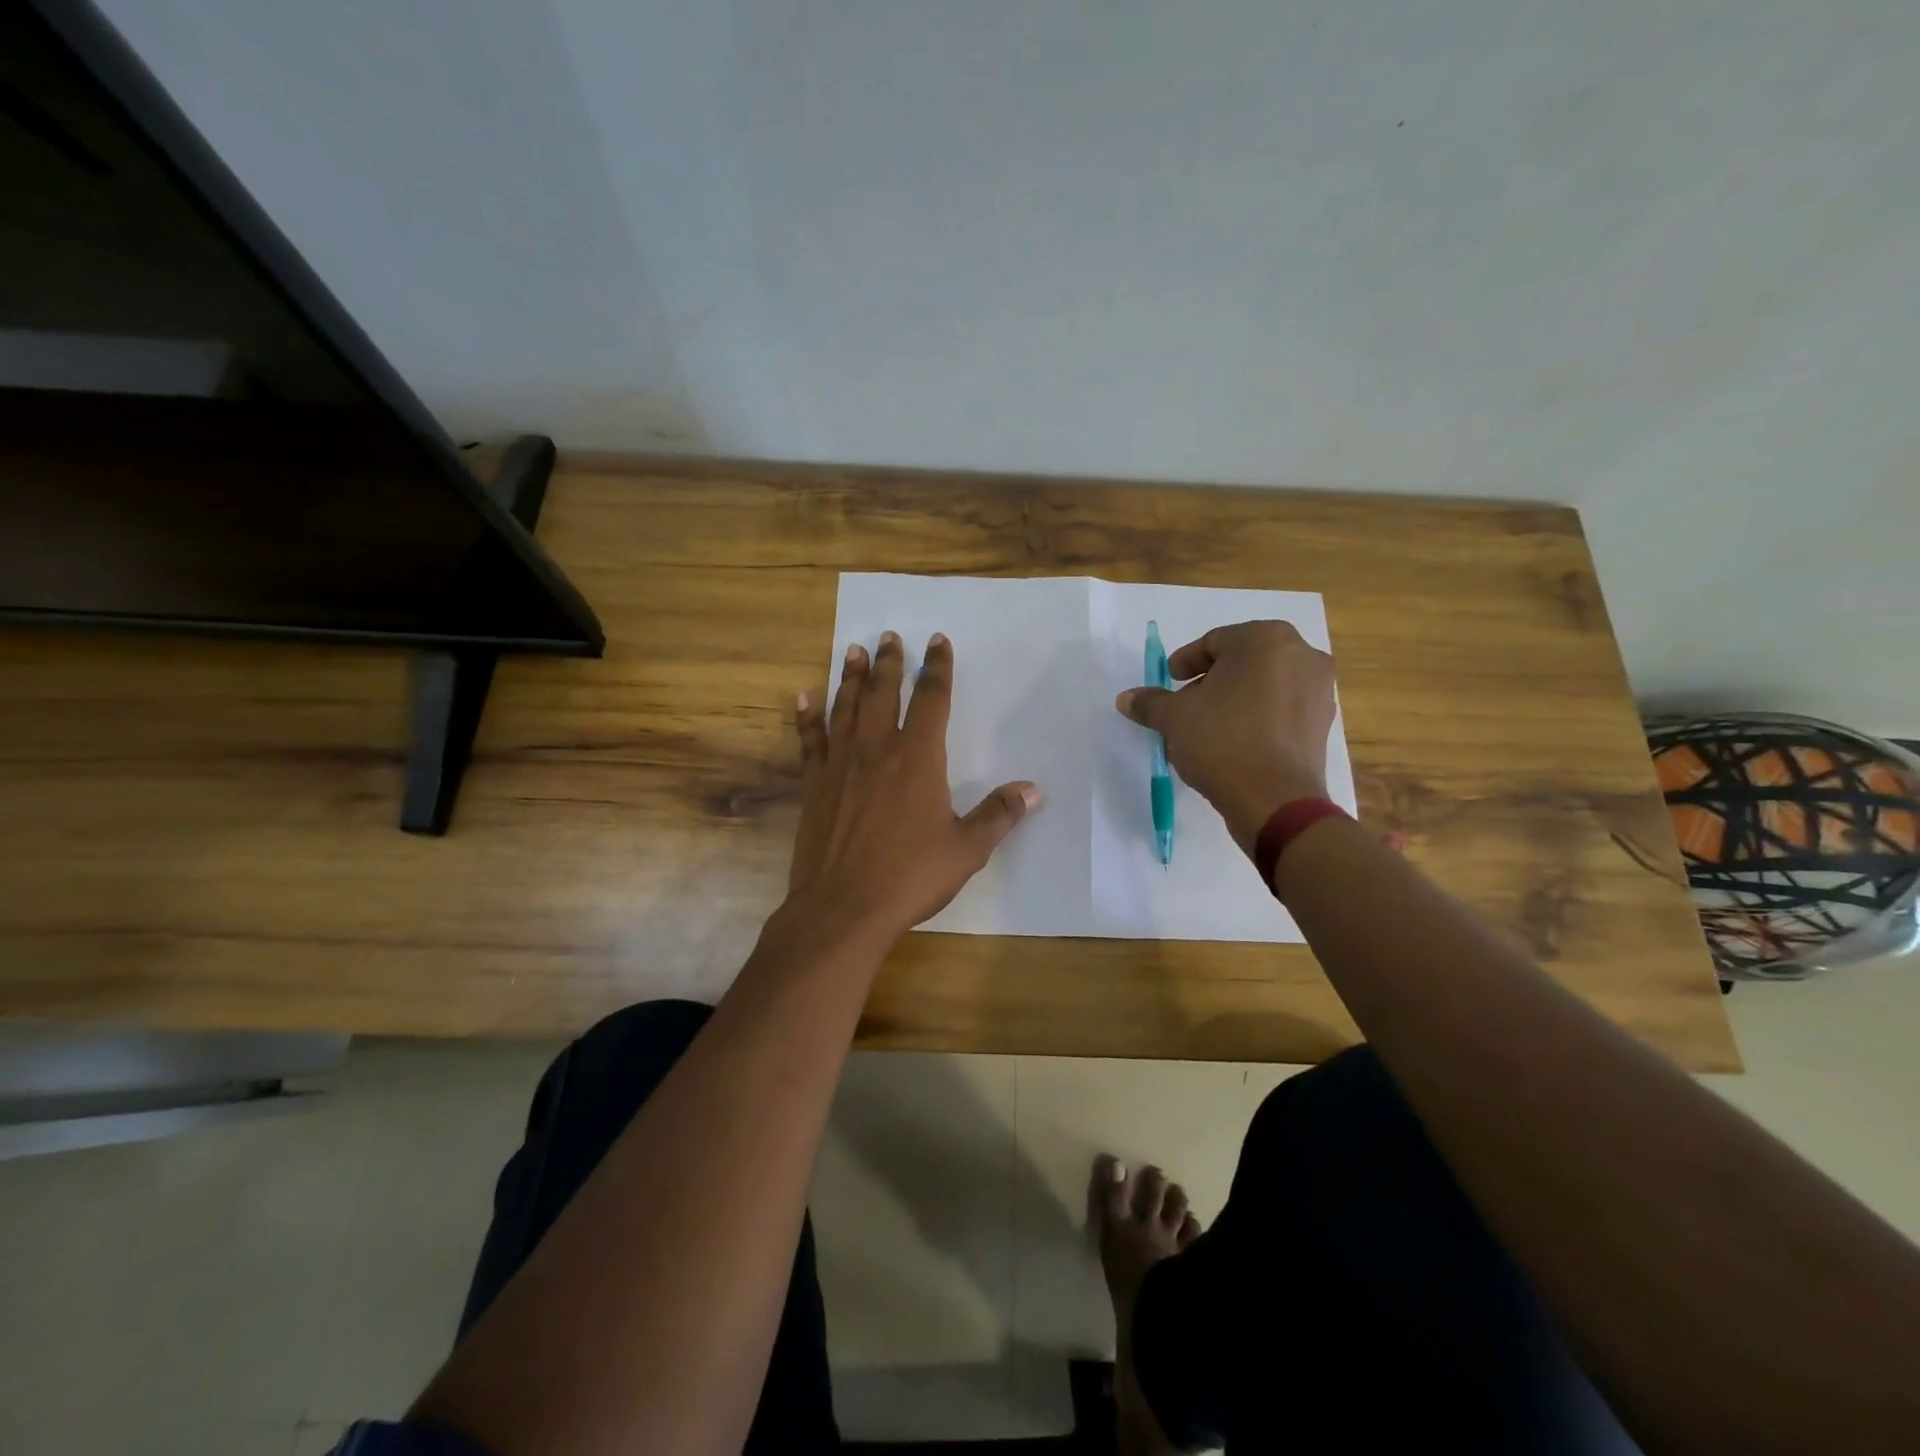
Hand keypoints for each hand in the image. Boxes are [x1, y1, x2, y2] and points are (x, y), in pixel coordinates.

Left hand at [788, 631, 1040, 936]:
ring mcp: (840, 765)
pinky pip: (810, 741)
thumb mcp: (967, 850)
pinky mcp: (814, 785)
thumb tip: (1032, 790)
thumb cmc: (910, 876)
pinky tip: (803, 698)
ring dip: (850, 677)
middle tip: (889, 636)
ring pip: (845, 707)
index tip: (937, 641)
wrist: (843, 907)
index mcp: (918, 758)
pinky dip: (806, 717)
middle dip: (889, 662)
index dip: (936, 667)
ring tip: (852, 650)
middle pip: (883, 692)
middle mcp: (877, 749)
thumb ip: (999, 815)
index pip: (931, 699)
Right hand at [1116, 620, 1334, 854]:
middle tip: (1187, 702)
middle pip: (1244, 660)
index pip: (1214, 642)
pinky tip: (1237, 741)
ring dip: (1237, 697)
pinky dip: (1260, 716)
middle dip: (1213, 679)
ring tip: (1210, 725)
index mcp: (1265, 639)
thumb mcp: (1174, 718)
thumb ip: (1150, 702)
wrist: (1274, 800)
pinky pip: (1283, 708)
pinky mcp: (1323, 723)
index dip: (1185, 662)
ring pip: (1266, 683)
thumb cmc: (1221, 741)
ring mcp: (1319, 689)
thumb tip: (1127, 698)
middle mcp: (1301, 654)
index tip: (1169, 681)